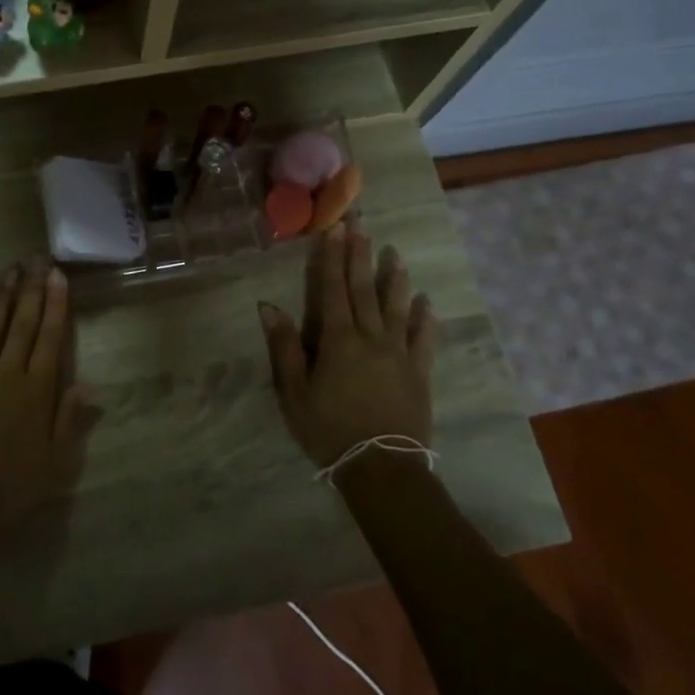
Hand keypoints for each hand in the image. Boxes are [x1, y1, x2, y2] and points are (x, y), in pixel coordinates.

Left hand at [0, 258, 94, 534]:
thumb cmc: (12, 488)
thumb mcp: (55, 462)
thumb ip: (70, 419)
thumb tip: (88, 383)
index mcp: (37, 390)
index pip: (51, 337)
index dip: (56, 304)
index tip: (58, 275)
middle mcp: (8, 373)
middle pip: (22, 323)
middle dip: (31, 289)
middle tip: (36, 259)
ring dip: (1, 296)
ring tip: (9, 271)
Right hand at [257, 222, 434, 468]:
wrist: (382, 468)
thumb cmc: (330, 429)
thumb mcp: (295, 393)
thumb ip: (285, 347)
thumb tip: (268, 306)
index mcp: (338, 341)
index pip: (333, 290)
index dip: (332, 258)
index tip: (334, 230)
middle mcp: (371, 338)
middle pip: (364, 290)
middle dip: (360, 257)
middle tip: (362, 227)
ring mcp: (399, 354)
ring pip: (396, 308)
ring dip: (395, 280)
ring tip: (396, 255)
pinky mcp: (419, 373)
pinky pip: (423, 340)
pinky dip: (424, 319)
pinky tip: (426, 302)